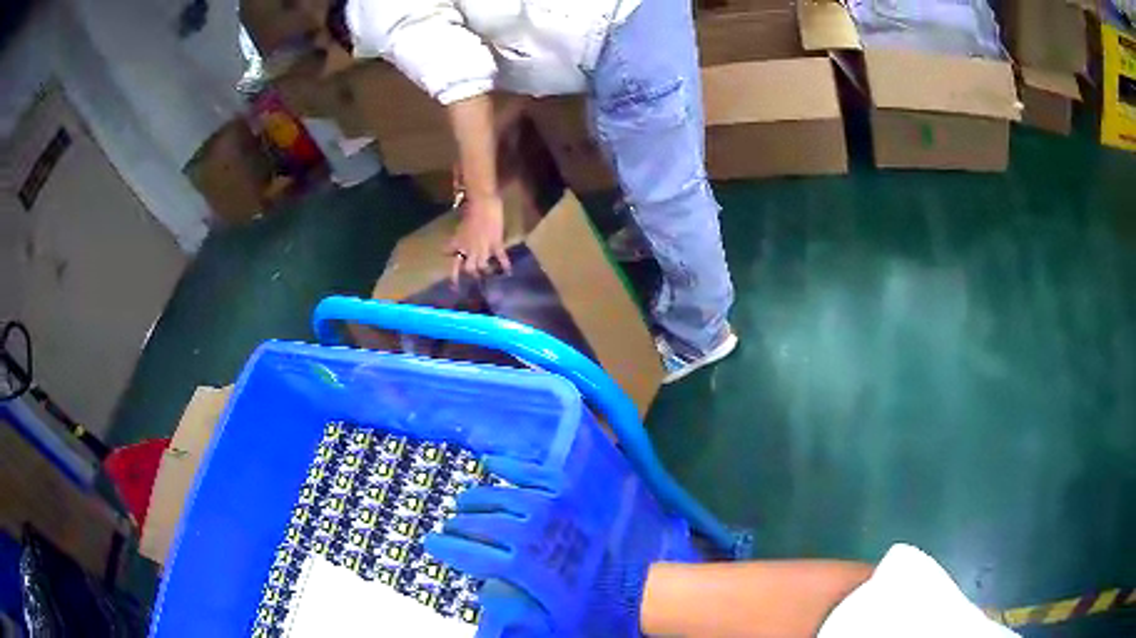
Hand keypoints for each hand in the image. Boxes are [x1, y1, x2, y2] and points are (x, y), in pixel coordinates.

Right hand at [425, 457, 645, 636]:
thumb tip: (480, 590)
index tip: (430, 543)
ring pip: (501, 496)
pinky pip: (534, 474)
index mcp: (522, 567)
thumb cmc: (582, 610)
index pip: (472, 553)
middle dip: (459, 525)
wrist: (626, 591)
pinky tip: (491, 460)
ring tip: (463, 502)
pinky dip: (511, 465)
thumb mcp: (541, 622)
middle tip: (448, 526)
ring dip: (477, 497)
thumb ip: (508, 609)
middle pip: (482, 524)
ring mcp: (550, 510)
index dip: (448, 547)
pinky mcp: (567, 497)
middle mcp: (531, 533)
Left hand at [448, 193, 511, 285]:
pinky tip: (508, 271)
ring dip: (486, 270)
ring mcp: (483, 248)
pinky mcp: (496, 244)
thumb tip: (447, 252)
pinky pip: (501, 257)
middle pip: (470, 268)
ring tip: (489, 273)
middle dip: (472, 273)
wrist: (483, 203)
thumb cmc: (470, 211)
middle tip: (475, 277)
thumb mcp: (459, 228)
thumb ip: (455, 242)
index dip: (454, 277)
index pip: (454, 264)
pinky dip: (504, 265)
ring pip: (483, 266)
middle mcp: (470, 250)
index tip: (454, 287)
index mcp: (459, 245)